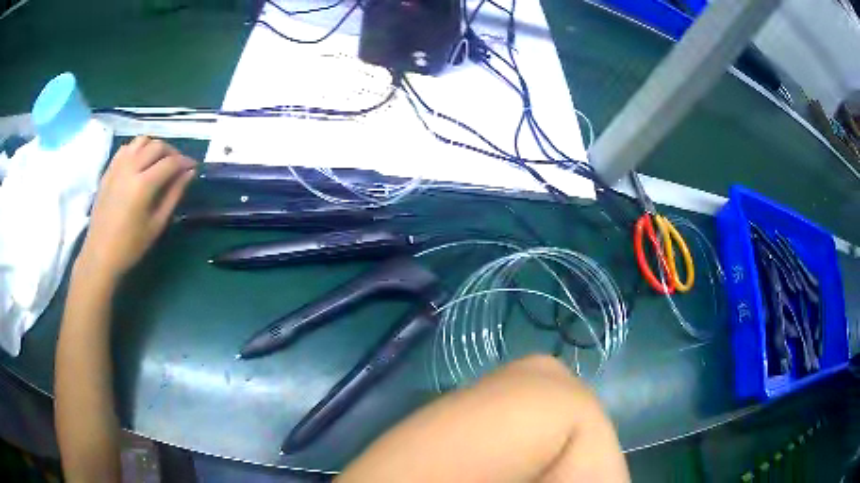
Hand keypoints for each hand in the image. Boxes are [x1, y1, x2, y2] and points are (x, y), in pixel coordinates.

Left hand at [77, 136, 195, 283]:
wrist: (100, 254)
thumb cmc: (131, 245)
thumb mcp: (157, 224)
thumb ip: (174, 195)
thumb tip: (189, 173)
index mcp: (143, 185)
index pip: (170, 162)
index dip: (185, 162)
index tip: (193, 167)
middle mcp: (130, 168)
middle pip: (157, 146)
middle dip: (172, 152)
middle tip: (178, 166)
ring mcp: (117, 166)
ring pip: (142, 141)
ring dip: (154, 147)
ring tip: (159, 161)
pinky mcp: (109, 169)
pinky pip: (127, 148)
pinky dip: (138, 149)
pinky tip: (140, 162)